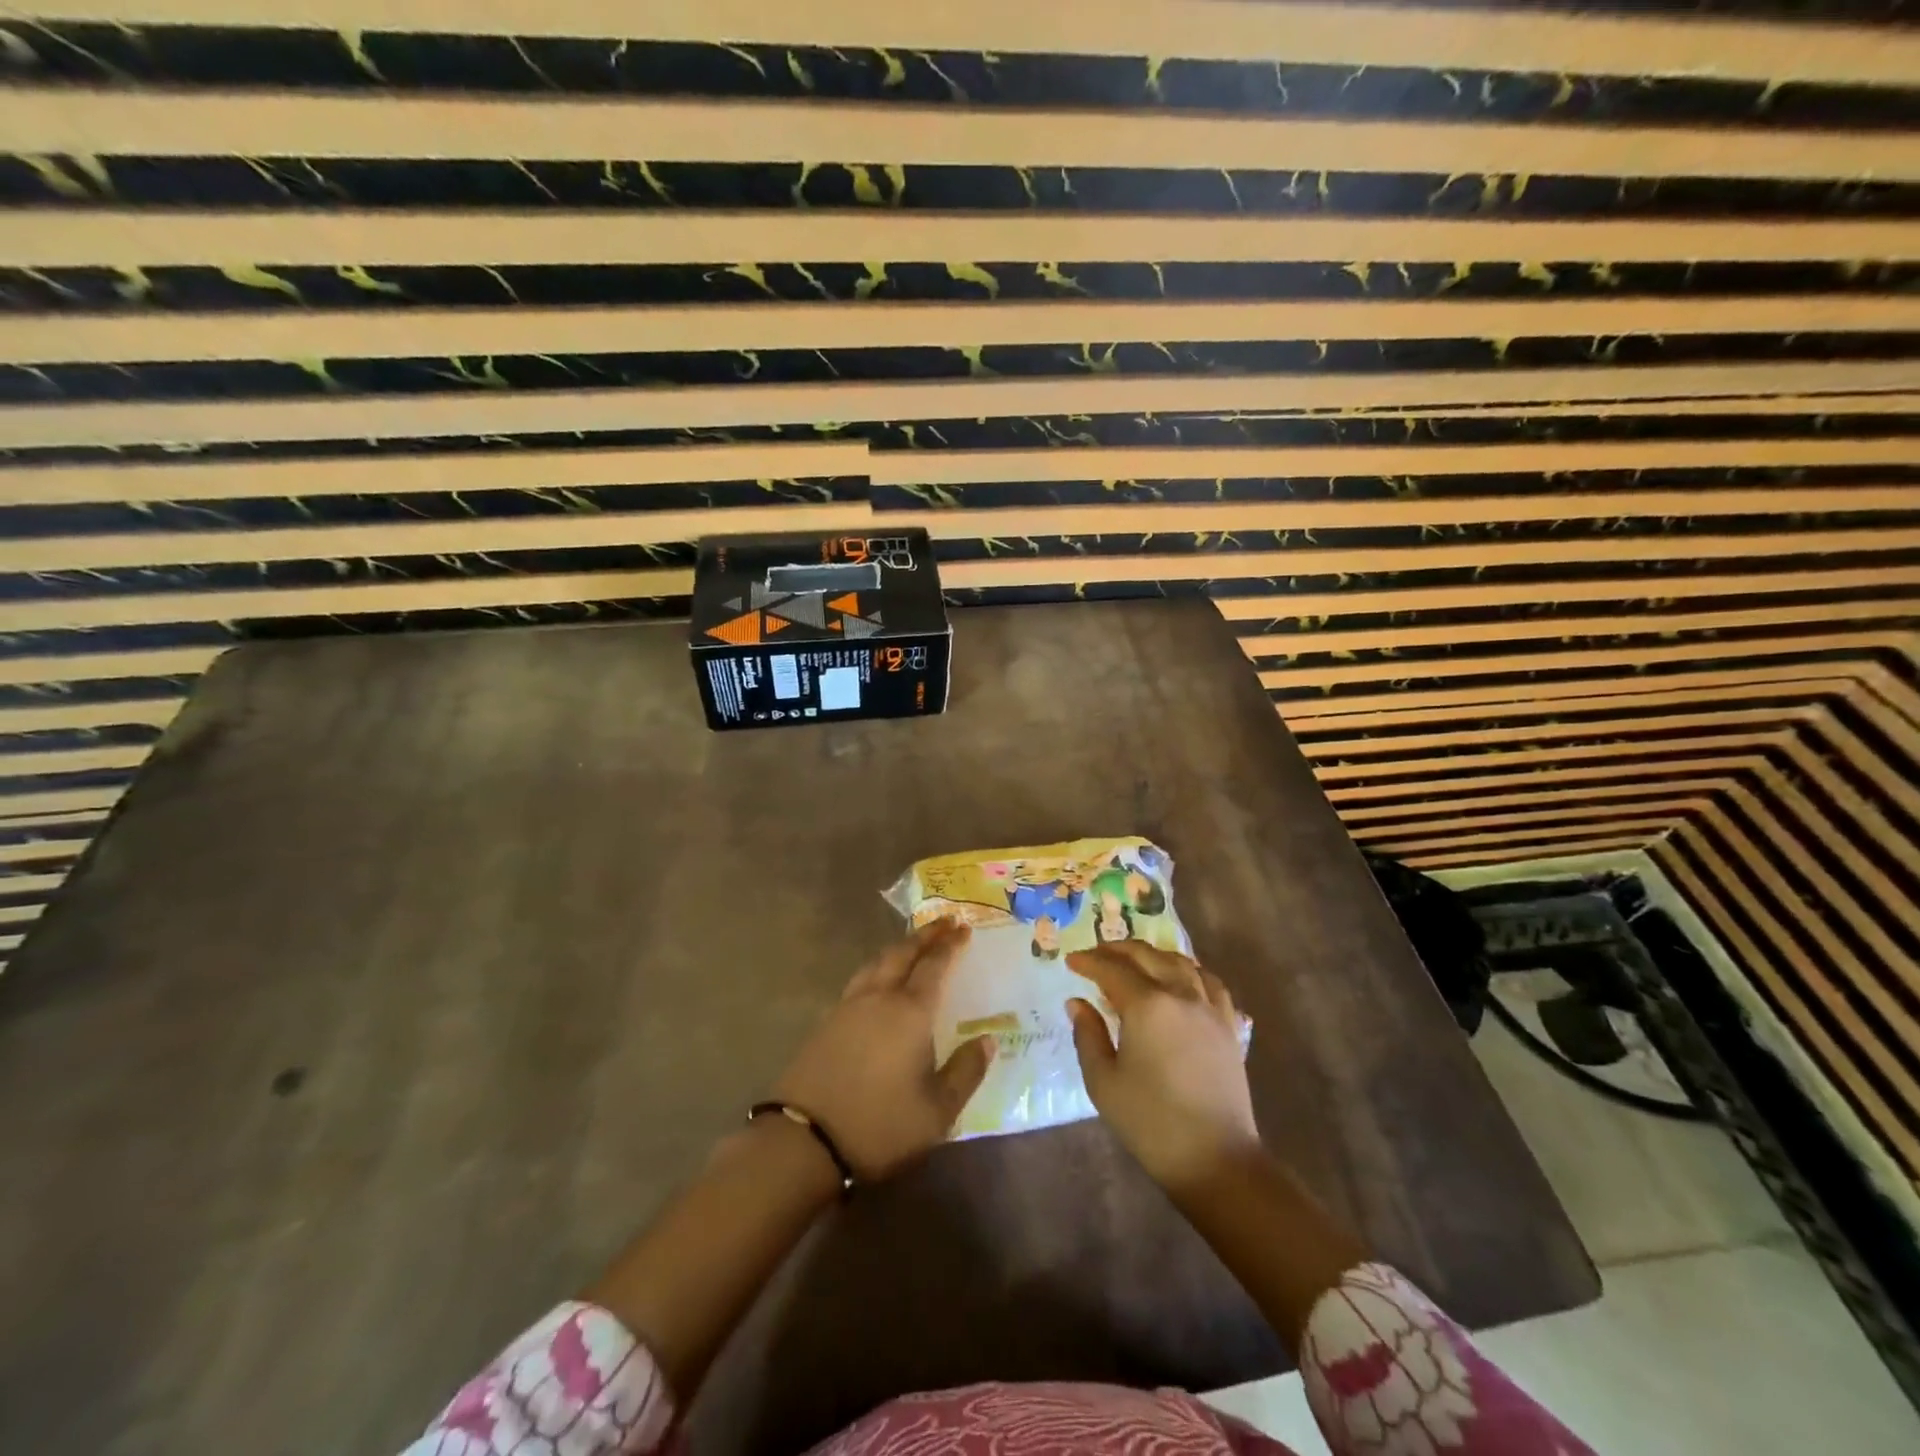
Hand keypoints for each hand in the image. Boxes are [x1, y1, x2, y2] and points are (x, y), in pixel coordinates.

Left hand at [770, 920, 995, 1180]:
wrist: (804, 1141)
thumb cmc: (881, 1125)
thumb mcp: (938, 1110)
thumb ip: (966, 1071)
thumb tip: (987, 1040)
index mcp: (910, 1011)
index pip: (934, 965)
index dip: (950, 945)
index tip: (963, 928)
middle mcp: (879, 998)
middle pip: (902, 953)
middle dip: (925, 935)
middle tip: (944, 922)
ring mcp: (847, 1007)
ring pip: (876, 962)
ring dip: (898, 948)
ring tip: (912, 945)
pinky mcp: (826, 1022)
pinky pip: (859, 980)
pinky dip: (878, 968)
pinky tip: (879, 981)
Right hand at [1066, 941, 1259, 1192]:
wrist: (1216, 1159)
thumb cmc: (1150, 1122)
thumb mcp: (1103, 1082)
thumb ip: (1087, 1035)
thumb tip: (1077, 1002)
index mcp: (1147, 1006)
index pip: (1112, 970)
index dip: (1089, 962)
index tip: (1071, 961)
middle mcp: (1180, 995)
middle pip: (1148, 956)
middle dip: (1118, 950)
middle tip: (1097, 955)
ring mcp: (1209, 1008)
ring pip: (1181, 962)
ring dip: (1153, 955)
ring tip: (1136, 961)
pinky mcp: (1229, 1026)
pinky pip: (1210, 982)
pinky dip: (1190, 971)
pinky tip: (1182, 980)